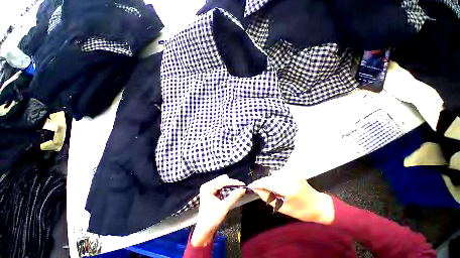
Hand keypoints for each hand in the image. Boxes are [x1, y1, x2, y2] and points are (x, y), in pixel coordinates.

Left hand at [191, 175, 246, 246]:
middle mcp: (207, 185)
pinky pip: (221, 185)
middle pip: (222, 179)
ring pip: (222, 181)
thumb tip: (243, 189)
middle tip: (241, 188)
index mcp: (207, 188)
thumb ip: (234, 197)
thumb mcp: (224, 208)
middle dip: (232, 183)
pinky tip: (232, 191)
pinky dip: (227, 188)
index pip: (222, 181)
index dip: (233, 182)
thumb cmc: (212, 220)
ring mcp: (208, 188)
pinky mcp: (210, 191)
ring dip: (230, 185)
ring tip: (237, 189)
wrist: (204, 230)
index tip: (242, 184)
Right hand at [248, 174, 334, 224]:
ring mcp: (292, 171)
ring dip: (269, 181)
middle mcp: (290, 176)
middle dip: (263, 183)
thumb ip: (267, 197)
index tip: (250, 186)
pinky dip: (275, 178)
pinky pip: (278, 173)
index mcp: (288, 188)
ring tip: (271, 189)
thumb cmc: (302, 211)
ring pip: (273, 175)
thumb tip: (256, 189)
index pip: (267, 182)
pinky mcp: (293, 169)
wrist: (319, 205)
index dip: (257, 183)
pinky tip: (277, 185)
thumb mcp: (282, 208)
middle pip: (269, 177)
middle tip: (260, 190)